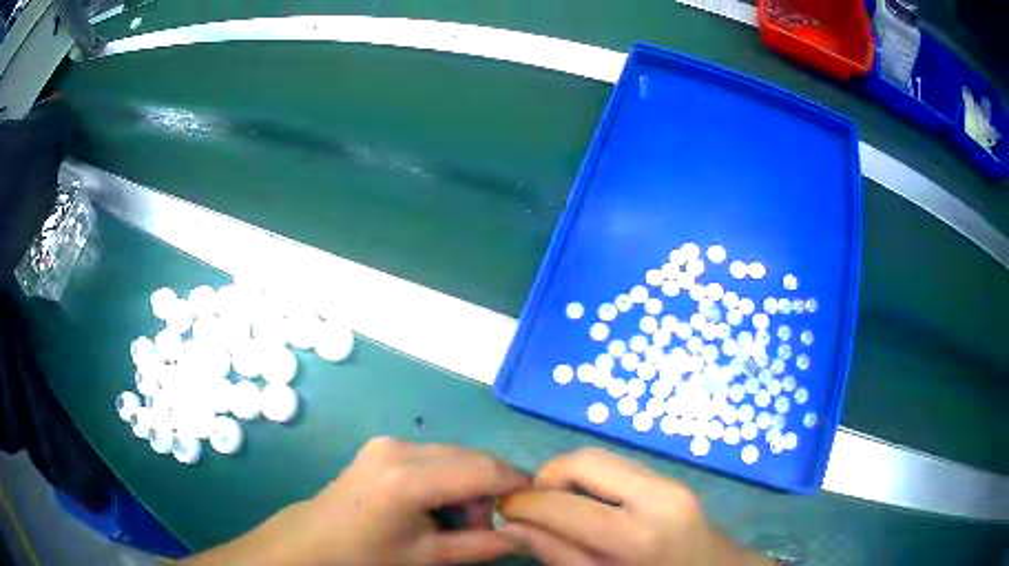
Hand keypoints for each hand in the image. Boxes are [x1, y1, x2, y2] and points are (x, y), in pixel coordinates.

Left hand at [188, 437, 528, 565]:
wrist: (312, 542)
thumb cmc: (366, 556)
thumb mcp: (428, 557)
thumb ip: (482, 545)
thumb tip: (525, 533)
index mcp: (409, 478)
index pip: (485, 469)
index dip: (516, 484)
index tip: (534, 504)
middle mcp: (400, 447)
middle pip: (471, 457)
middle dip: (490, 488)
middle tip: (489, 525)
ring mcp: (388, 443)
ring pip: (453, 455)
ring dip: (468, 484)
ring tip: (457, 521)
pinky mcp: (382, 446)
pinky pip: (433, 456)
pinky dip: (447, 478)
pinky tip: (435, 506)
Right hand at [498, 448, 770, 565]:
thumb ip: (558, 555)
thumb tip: (514, 526)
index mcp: (638, 535)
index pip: (564, 505)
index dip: (525, 504)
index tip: (505, 511)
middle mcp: (657, 496)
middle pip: (585, 460)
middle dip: (547, 477)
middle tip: (532, 506)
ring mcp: (670, 482)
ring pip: (601, 458)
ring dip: (569, 477)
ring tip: (558, 507)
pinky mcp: (672, 480)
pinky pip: (619, 468)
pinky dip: (592, 480)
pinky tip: (588, 506)